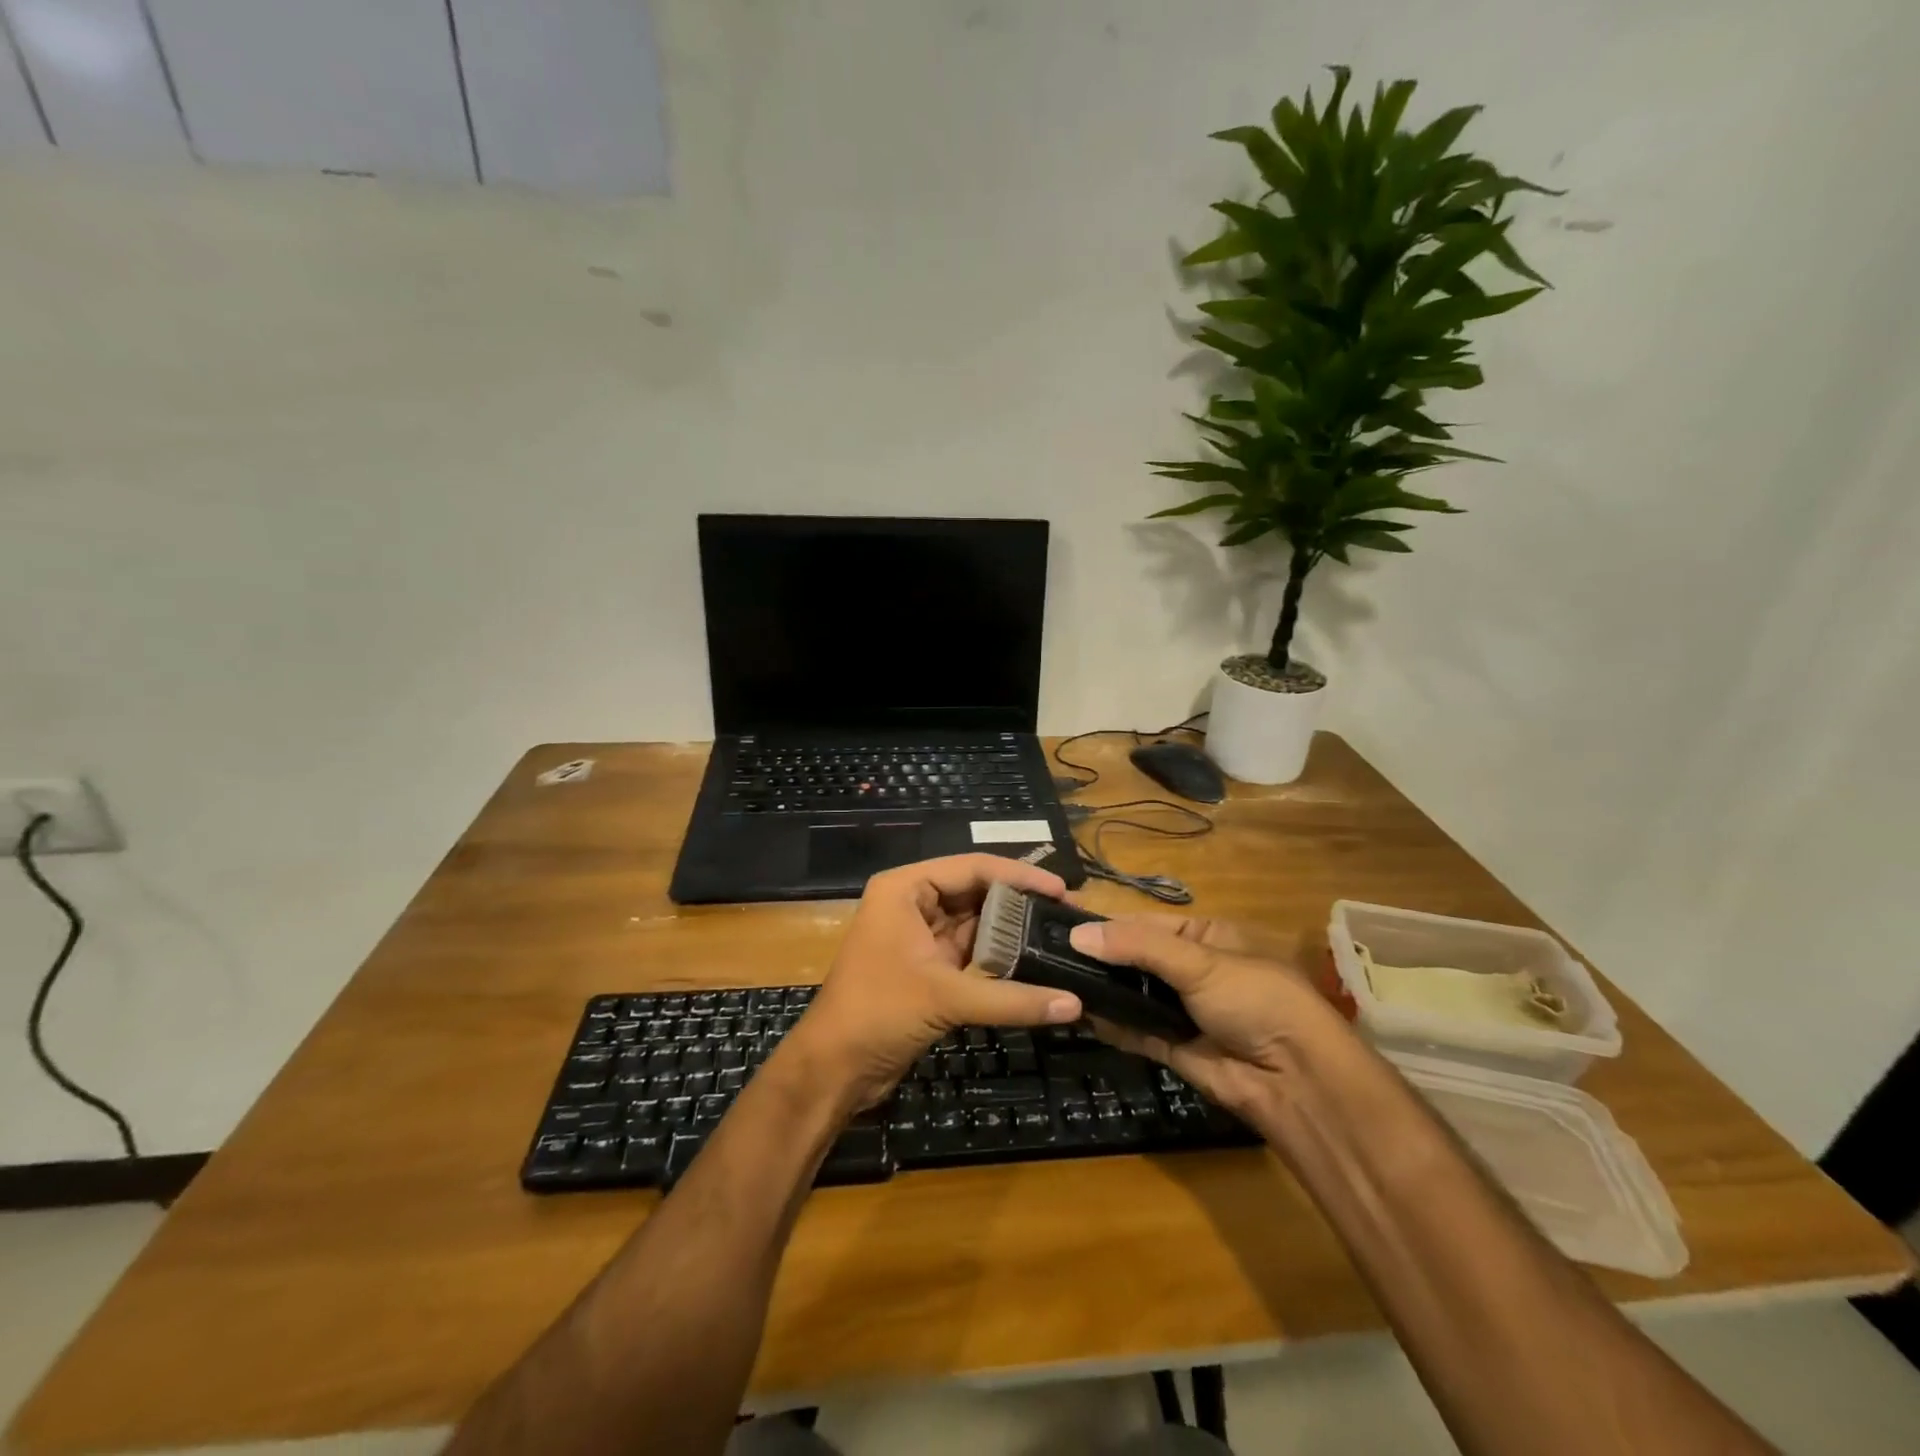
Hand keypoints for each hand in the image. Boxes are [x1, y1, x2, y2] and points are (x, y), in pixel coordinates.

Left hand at [789, 854, 1084, 1109]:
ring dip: (1011, 931)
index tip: (1062, 889)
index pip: (972, 867)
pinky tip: (1033, 963)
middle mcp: (912, 903)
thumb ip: (1011, 998)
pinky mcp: (927, 967)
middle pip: (975, 891)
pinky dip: (998, 958)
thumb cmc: (878, 1012)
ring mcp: (919, 936)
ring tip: (1058, 934)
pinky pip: (970, 952)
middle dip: (1019, 902)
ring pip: (975, 923)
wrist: (833, 1068)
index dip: (1019, 875)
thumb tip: (1075, 1004)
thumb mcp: (945, 997)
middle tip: (1066, 912)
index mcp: (905, 889)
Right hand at [1067, 913, 1344, 1118]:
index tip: (1061, 923)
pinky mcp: (1175, 1047)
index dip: (1107, 923)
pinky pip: (1136, 1030)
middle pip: (1135, 958)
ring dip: (1101, 990)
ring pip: (1133, 994)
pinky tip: (1078, 1014)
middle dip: (1098, 958)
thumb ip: (1138, 947)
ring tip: (1053, 981)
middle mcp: (1191, 969)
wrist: (1297, 1080)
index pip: (1145, 922)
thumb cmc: (1255, 999)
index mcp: (1205, 936)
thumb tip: (1077, 934)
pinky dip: (1111, 1024)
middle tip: (1048, 955)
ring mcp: (1183, 1010)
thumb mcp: (1199, 961)